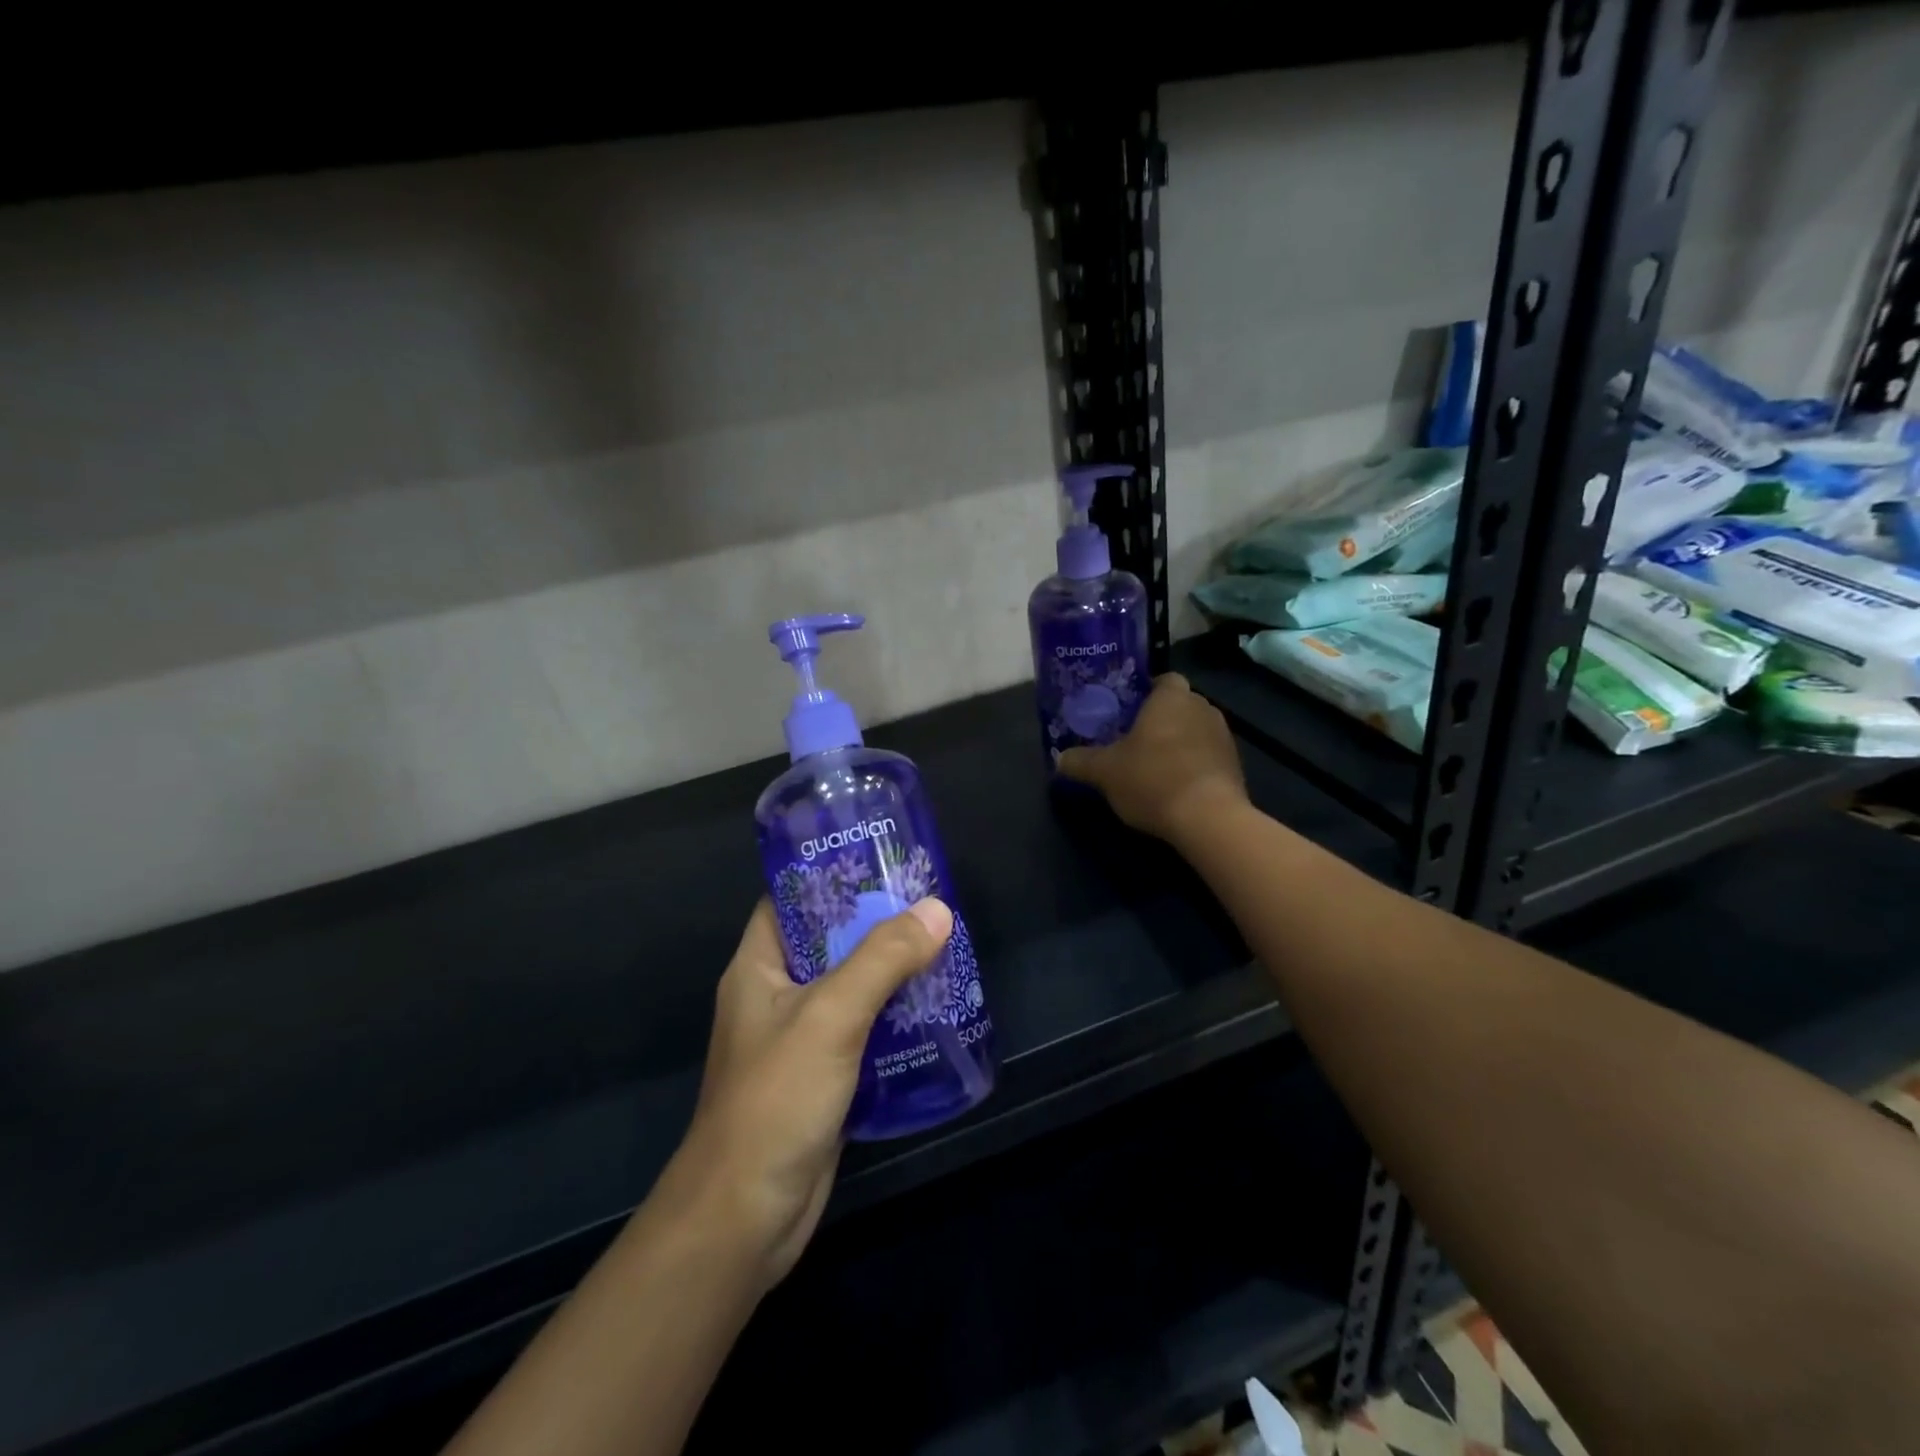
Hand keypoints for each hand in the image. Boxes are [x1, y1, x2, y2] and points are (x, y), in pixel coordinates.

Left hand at [654, 896, 952, 1291]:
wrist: (746, 1219)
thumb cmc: (776, 1100)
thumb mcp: (831, 1016)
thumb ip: (883, 960)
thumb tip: (936, 910)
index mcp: (759, 967)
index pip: (789, 900)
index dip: (830, 876)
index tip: (881, 861)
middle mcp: (776, 995)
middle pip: (829, 942)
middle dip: (876, 924)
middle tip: (929, 903)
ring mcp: (800, 1039)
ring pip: (851, 988)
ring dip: (891, 972)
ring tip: (943, 946)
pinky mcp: (824, 1077)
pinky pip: (864, 1030)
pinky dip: (895, 1017)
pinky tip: (936, 1008)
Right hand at [1058, 673, 1247, 844]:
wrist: (1208, 819)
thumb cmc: (1152, 779)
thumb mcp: (1104, 772)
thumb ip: (1080, 762)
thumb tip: (1059, 759)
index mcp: (1172, 698)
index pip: (1163, 679)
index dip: (1146, 691)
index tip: (1127, 710)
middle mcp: (1203, 708)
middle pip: (1179, 704)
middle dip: (1159, 719)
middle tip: (1133, 739)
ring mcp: (1224, 736)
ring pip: (1194, 730)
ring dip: (1178, 742)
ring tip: (1153, 765)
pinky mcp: (1236, 765)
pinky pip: (1207, 755)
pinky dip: (1193, 764)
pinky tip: (1175, 786)